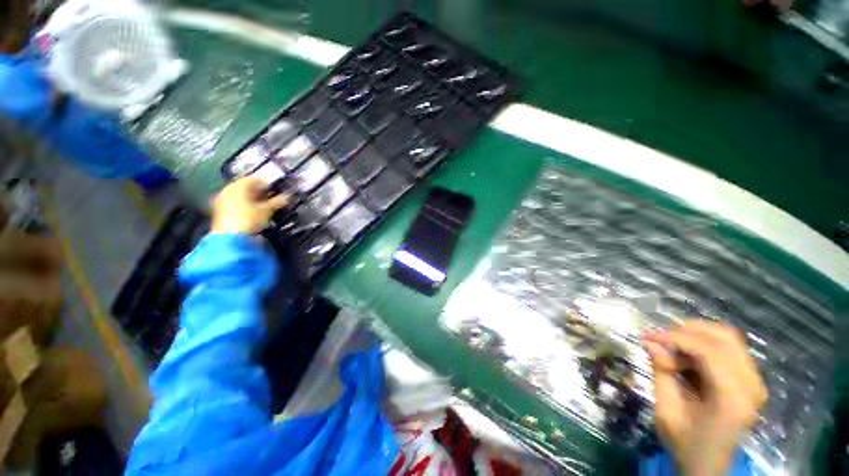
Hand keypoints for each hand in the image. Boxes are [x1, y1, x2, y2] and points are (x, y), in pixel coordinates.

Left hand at [211, 177, 287, 234]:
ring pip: (243, 196)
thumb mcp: (267, 210)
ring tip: (266, 207)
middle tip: (273, 199)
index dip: (269, 184)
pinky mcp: (222, 212)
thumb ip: (278, 201)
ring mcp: (223, 201)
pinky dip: (247, 207)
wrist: (231, 239)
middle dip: (261, 193)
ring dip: (255, 200)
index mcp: (238, 185)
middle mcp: (228, 190)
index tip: (278, 190)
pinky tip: (256, 213)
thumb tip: (287, 197)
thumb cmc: (249, 219)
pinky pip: (237, 204)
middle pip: (248, 188)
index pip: (256, 179)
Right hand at [644, 321, 767, 475]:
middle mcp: (751, 385)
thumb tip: (650, 342)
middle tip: (661, 337)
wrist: (709, 465)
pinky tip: (688, 357)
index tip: (648, 336)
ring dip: (698, 336)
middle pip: (725, 338)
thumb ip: (661, 373)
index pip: (709, 351)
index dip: (676, 338)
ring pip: (729, 339)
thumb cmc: (686, 443)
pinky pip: (730, 349)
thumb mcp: (666, 411)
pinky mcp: (751, 381)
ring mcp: (755, 382)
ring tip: (673, 345)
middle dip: (688, 331)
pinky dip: (706, 345)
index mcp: (732, 398)